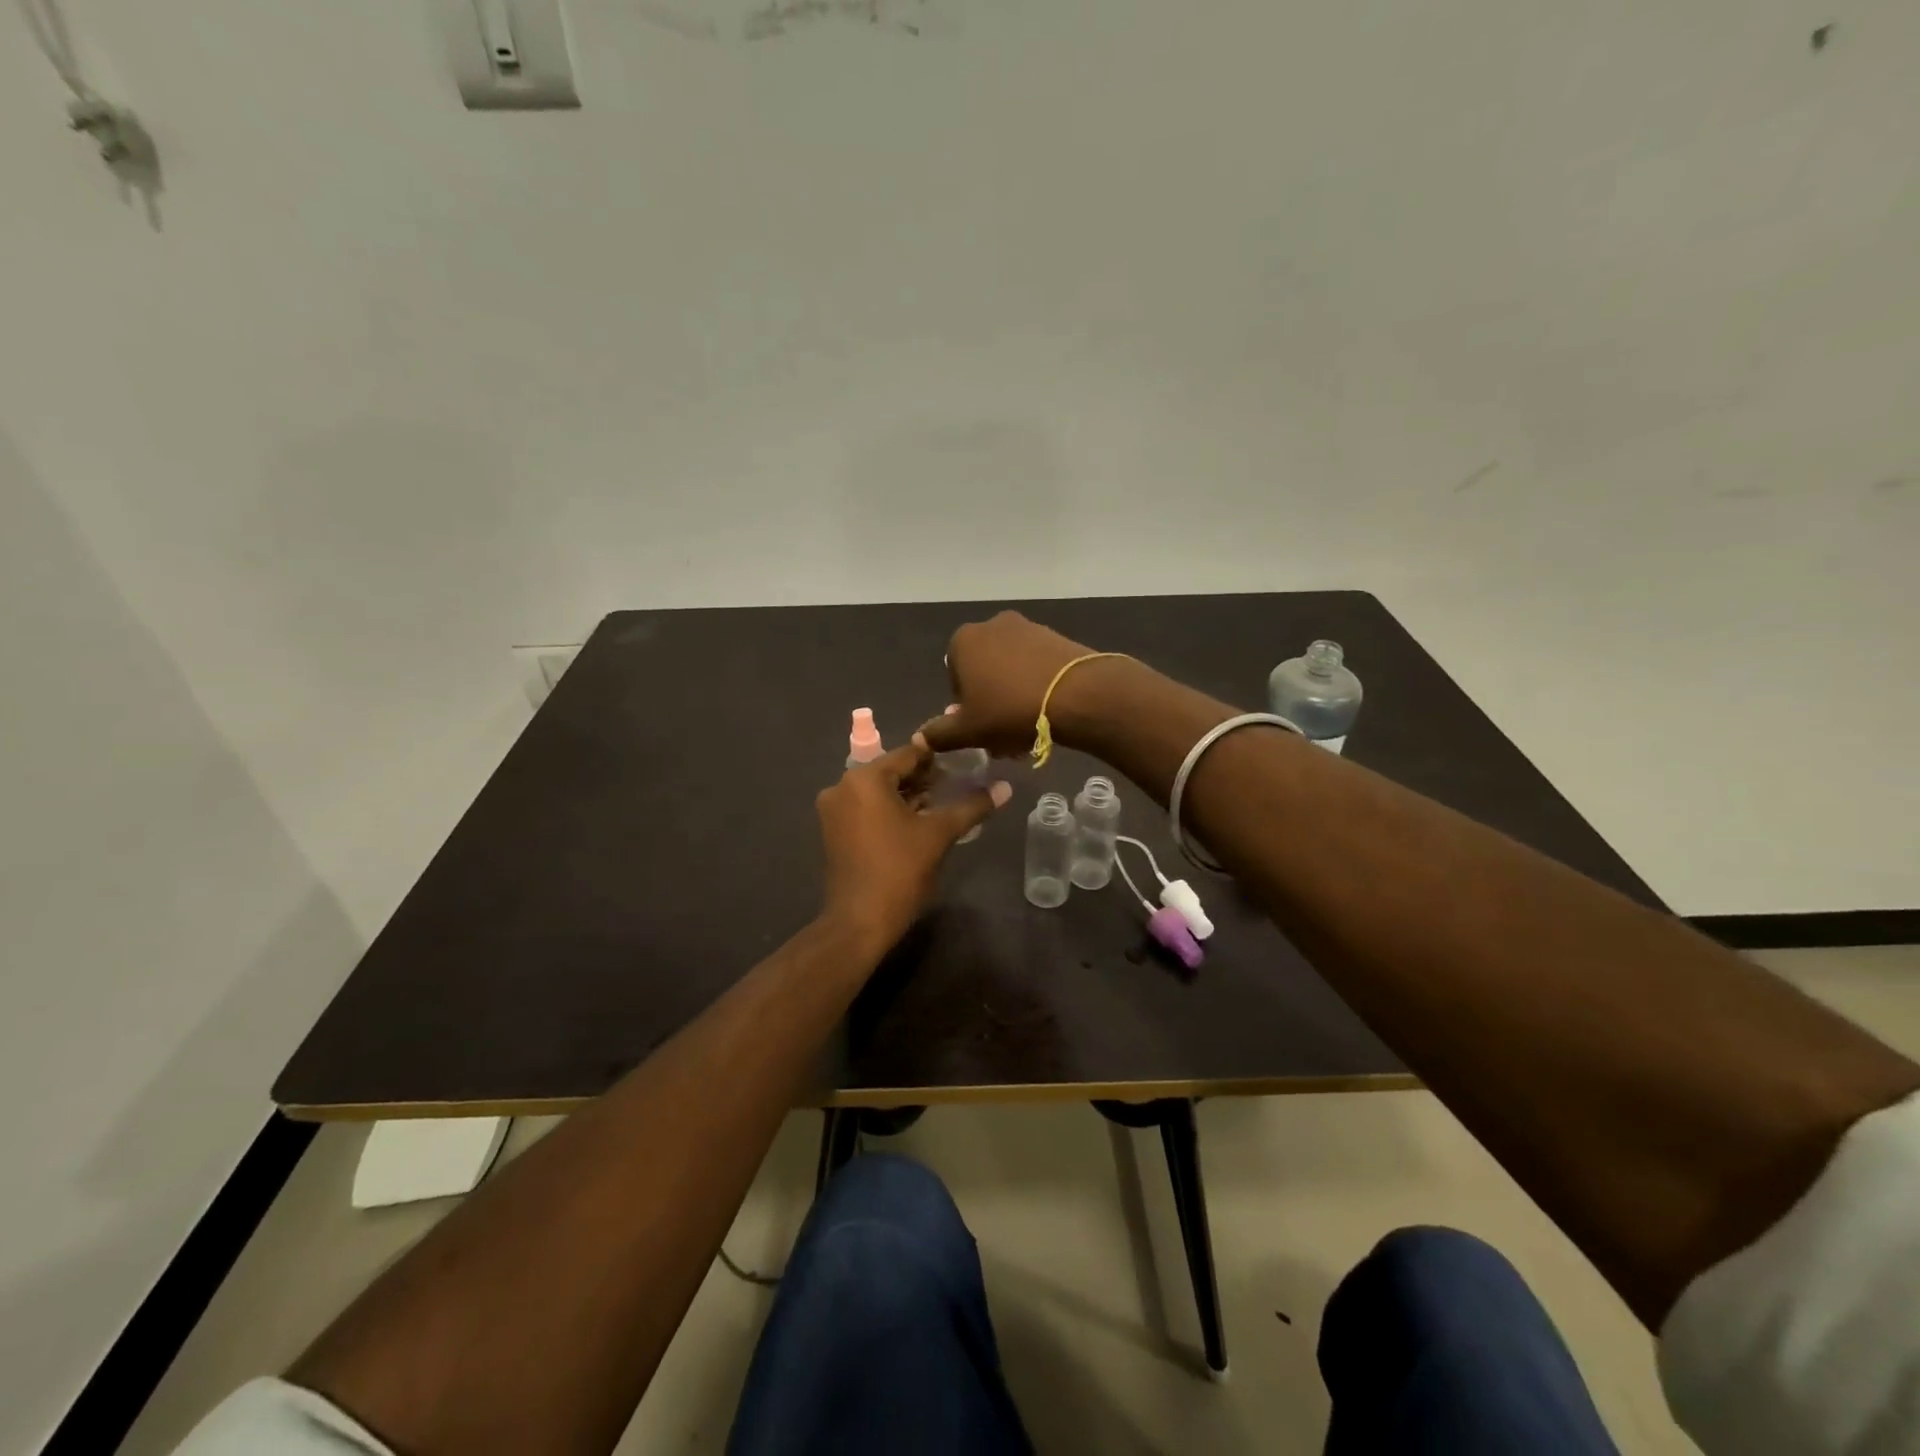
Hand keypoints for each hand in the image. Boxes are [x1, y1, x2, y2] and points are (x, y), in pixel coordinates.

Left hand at [817, 740, 1011, 952]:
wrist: (860, 922)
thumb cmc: (900, 871)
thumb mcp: (939, 834)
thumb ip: (971, 805)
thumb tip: (1005, 787)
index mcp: (865, 779)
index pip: (908, 754)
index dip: (939, 757)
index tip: (966, 761)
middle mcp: (843, 786)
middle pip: (891, 771)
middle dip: (924, 777)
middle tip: (959, 783)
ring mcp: (834, 810)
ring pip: (879, 791)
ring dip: (909, 795)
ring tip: (943, 802)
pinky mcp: (834, 831)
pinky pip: (867, 808)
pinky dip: (890, 809)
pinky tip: (918, 820)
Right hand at [919, 611, 1111, 758]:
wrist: (1076, 695)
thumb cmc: (1009, 710)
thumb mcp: (968, 731)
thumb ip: (940, 734)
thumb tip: (920, 737)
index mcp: (963, 641)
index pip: (953, 679)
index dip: (965, 708)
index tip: (980, 729)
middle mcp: (992, 625)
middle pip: (984, 673)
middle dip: (991, 703)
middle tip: (1004, 735)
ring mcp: (1027, 628)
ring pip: (1011, 671)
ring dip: (1014, 698)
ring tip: (1028, 729)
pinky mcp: (1056, 637)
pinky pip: (1037, 666)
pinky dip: (1037, 687)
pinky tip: (1047, 712)